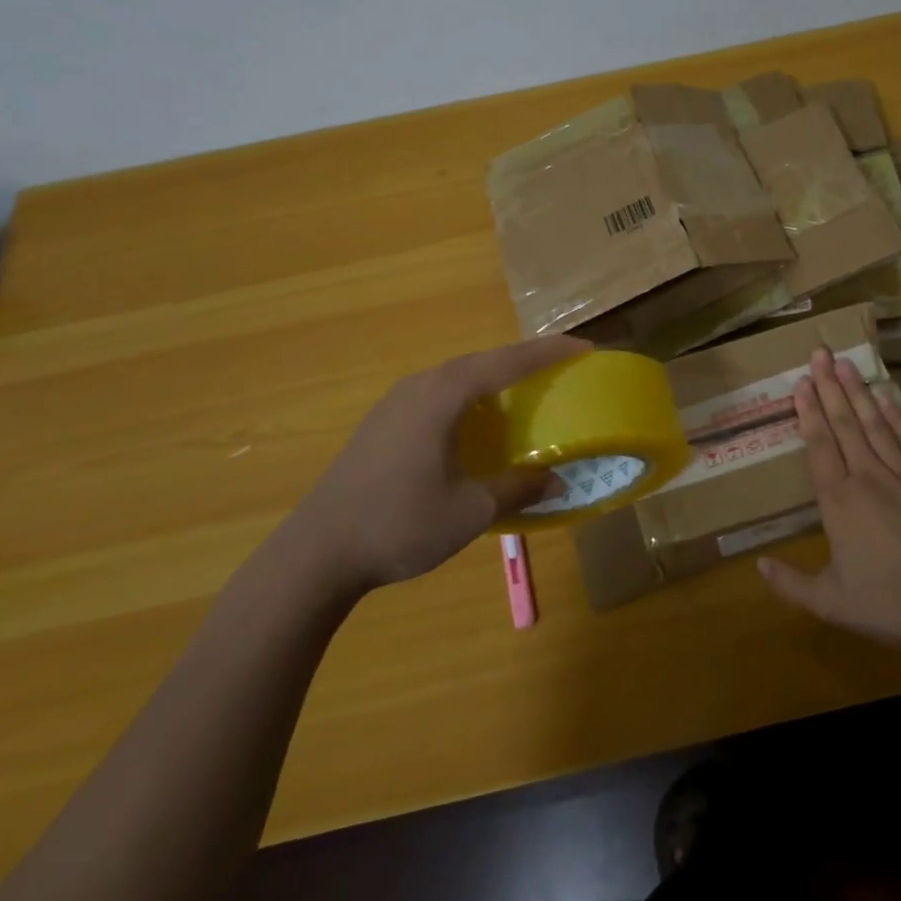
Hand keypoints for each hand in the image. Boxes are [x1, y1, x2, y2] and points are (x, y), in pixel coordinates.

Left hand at [278, 336, 587, 599]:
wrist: (316, 552)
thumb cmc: (400, 524)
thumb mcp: (470, 510)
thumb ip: (517, 489)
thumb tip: (557, 482)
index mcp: (444, 395)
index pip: (508, 362)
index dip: (548, 353)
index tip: (584, 348)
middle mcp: (421, 385)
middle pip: (482, 360)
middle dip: (524, 359)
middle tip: (560, 365)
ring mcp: (396, 401)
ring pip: (457, 375)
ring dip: (493, 376)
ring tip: (524, 388)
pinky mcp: (382, 422)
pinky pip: (438, 392)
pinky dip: (469, 395)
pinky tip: (475, 420)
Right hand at [758, 348, 900, 656]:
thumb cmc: (891, 605)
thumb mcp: (831, 604)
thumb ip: (791, 584)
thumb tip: (757, 565)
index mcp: (839, 502)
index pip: (819, 446)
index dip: (808, 412)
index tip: (801, 382)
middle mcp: (868, 477)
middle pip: (845, 424)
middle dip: (830, 386)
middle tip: (819, 353)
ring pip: (876, 424)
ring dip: (859, 392)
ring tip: (846, 362)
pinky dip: (898, 417)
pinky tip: (888, 398)